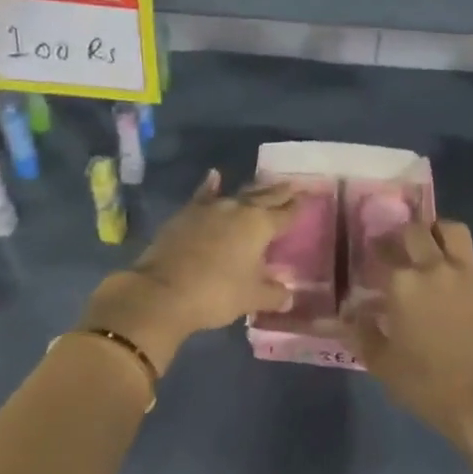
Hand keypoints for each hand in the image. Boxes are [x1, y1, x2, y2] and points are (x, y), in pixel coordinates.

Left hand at [82, 170, 297, 370]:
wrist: (163, 291)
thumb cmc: (216, 294)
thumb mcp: (251, 298)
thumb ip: (273, 293)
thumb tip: (288, 293)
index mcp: (259, 226)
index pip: (285, 213)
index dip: (298, 206)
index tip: (309, 195)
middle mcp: (238, 209)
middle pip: (265, 197)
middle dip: (280, 191)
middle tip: (293, 183)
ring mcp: (210, 208)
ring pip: (238, 193)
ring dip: (253, 189)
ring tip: (265, 182)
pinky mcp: (187, 214)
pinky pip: (204, 195)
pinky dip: (211, 185)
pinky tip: (214, 176)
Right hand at [345, 218, 472, 444]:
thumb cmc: (429, 386)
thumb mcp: (383, 365)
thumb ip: (362, 334)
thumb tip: (347, 314)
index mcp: (402, 284)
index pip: (381, 253)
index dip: (375, 254)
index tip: (373, 262)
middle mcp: (434, 267)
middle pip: (415, 231)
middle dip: (405, 236)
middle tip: (404, 249)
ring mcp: (470, 272)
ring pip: (455, 229)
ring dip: (444, 232)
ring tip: (440, 245)